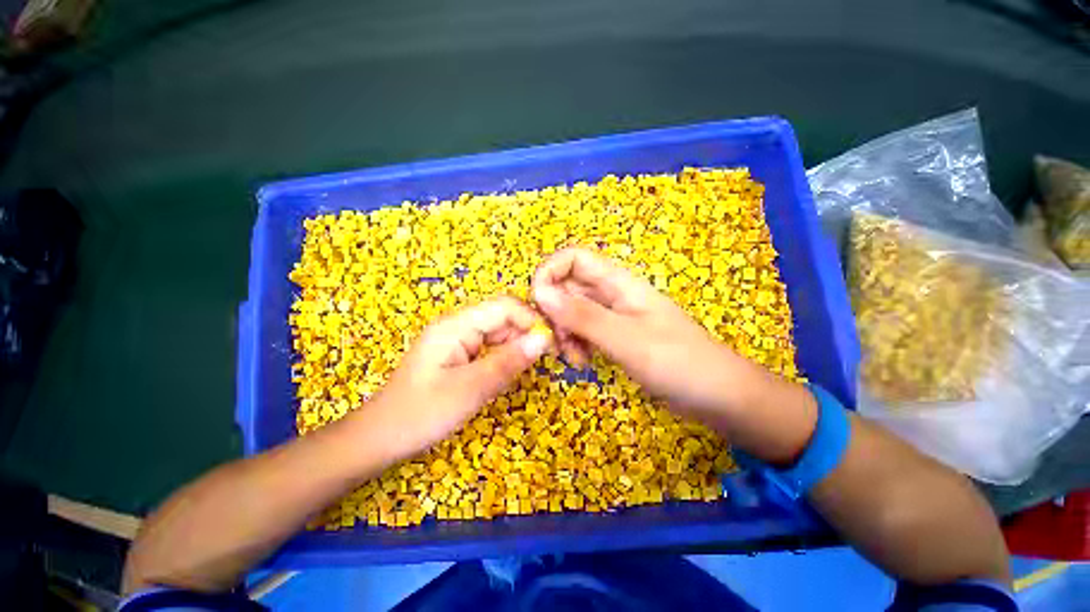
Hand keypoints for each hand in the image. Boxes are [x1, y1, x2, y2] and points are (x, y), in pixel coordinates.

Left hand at [358, 297, 552, 459]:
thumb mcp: (469, 390)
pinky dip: (506, 357)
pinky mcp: (459, 355)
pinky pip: (490, 348)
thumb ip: (508, 362)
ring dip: (519, 346)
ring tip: (536, 366)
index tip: (553, 343)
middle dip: (528, 333)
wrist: (379, 439)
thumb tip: (543, 339)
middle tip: (551, 357)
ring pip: (499, 333)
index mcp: (456, 325)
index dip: (531, 320)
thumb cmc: (420, 414)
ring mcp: (458, 340)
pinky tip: (515, 371)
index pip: (504, 307)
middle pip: (503, 318)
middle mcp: (458, 326)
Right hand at [531, 247, 766, 417]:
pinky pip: (586, 331)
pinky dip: (577, 343)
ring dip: (565, 332)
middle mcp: (614, 294)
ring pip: (574, 311)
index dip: (550, 273)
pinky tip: (583, 363)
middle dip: (555, 312)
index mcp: (619, 283)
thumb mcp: (625, 339)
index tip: (537, 304)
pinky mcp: (617, 336)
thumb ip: (583, 316)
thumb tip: (540, 293)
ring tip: (574, 359)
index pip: (574, 259)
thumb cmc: (678, 362)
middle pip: (569, 287)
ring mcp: (615, 316)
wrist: (719, 395)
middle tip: (557, 342)